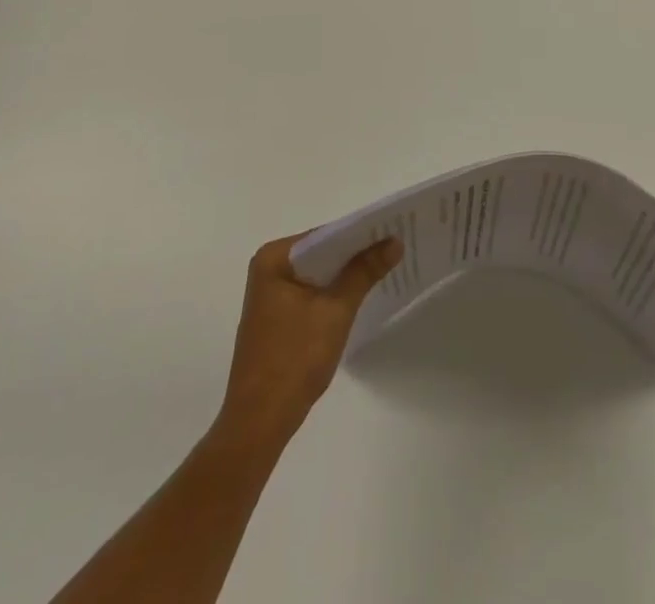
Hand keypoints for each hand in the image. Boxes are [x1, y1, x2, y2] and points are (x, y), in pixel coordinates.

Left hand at [215, 232, 400, 447]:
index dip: (360, 234)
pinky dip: (332, 293)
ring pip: (317, 274)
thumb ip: (364, 272)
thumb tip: (394, 242)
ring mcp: (270, 294)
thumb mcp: (336, 311)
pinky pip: (310, 292)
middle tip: (395, 247)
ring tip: (384, 267)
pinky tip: (358, 295)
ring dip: (345, 275)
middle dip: (355, 254)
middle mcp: (268, 268)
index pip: (325, 235)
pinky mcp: (276, 317)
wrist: (259, 423)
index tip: (392, 231)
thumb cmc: (294, 359)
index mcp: (274, 258)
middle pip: (321, 253)